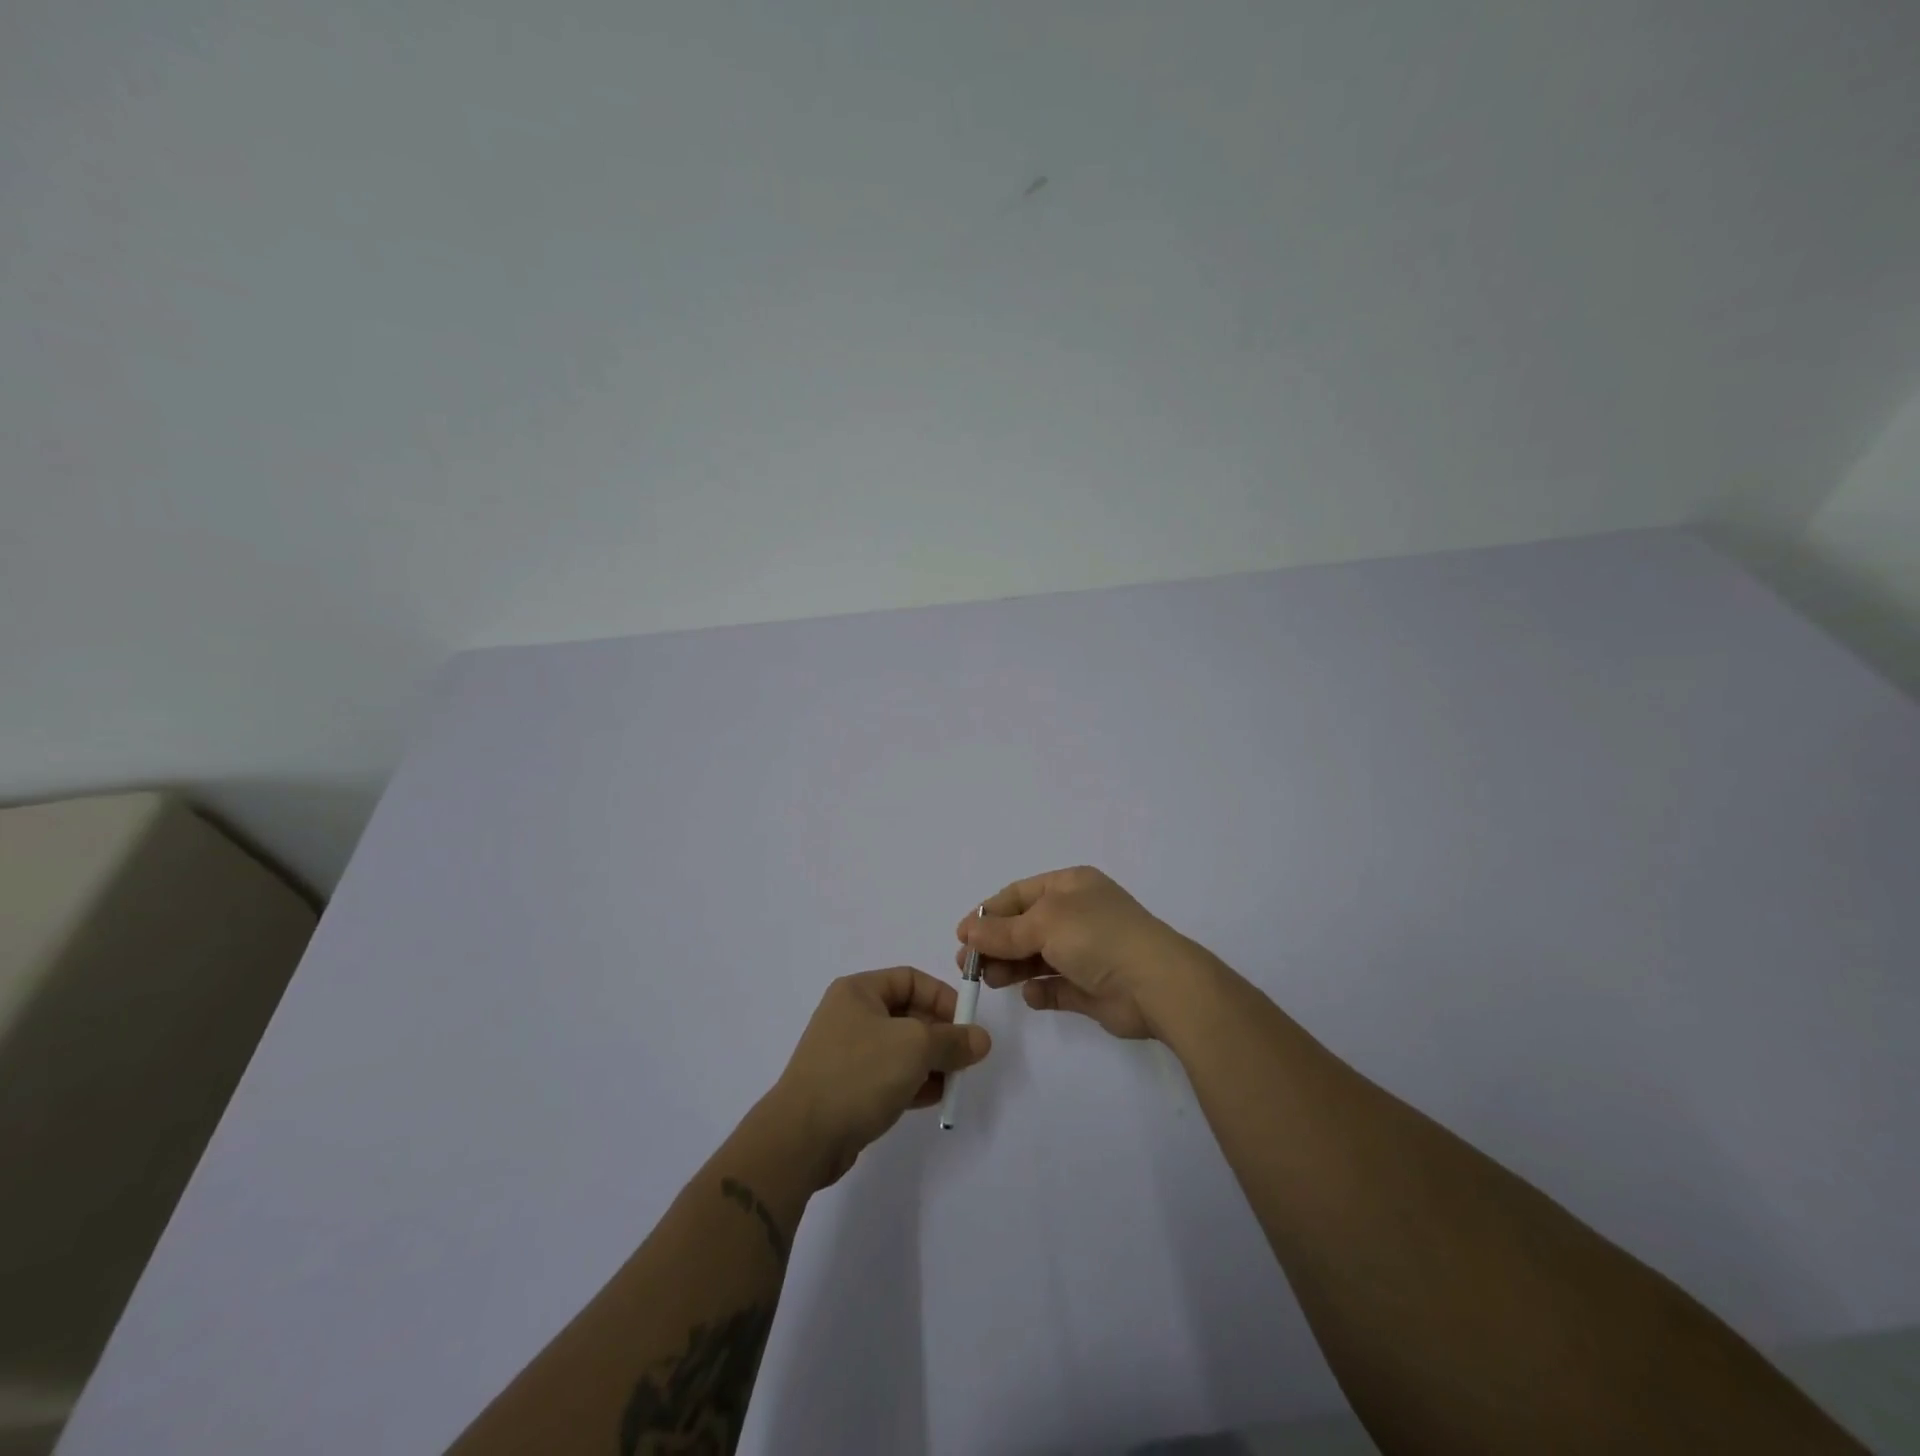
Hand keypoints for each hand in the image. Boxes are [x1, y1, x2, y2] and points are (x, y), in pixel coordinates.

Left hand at [769, 968, 990, 1186]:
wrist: (802, 1137)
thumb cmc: (859, 1074)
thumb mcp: (915, 1047)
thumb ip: (953, 1040)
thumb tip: (980, 1039)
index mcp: (859, 991)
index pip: (911, 979)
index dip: (942, 997)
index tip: (967, 1024)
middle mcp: (850, 1016)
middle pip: (908, 1014)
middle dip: (940, 1035)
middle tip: (965, 1057)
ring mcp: (847, 1054)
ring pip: (901, 1048)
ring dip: (931, 1062)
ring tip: (953, 1082)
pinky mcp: (848, 1088)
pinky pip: (889, 1076)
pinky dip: (913, 1083)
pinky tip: (934, 1099)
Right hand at [956, 866, 1197, 1040]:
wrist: (1156, 985)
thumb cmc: (1098, 937)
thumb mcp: (1044, 923)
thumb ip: (1003, 931)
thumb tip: (968, 932)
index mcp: (1070, 886)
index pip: (1019, 894)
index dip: (989, 913)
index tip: (962, 936)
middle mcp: (1078, 914)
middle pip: (1024, 927)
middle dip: (996, 944)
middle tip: (969, 967)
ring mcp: (1086, 952)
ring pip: (1037, 958)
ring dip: (1011, 968)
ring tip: (990, 982)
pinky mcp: (1091, 987)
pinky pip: (1056, 987)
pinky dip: (1040, 991)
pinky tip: (1031, 995)